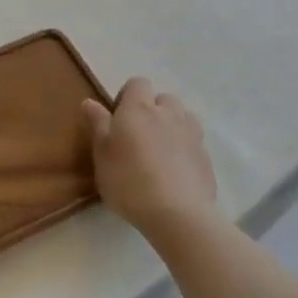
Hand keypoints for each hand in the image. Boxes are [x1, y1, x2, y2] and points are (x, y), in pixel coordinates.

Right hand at [83, 78, 218, 239]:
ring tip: (159, 150)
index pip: (137, 83)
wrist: (177, 213)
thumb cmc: (128, 179)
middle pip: (164, 98)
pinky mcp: (206, 158)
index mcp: (139, 108)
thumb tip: (91, 101)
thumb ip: (98, 124)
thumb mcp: (101, 153)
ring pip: (183, 117)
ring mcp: (192, 135)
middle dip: (153, 110)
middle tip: (138, 135)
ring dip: (172, 125)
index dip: (127, 96)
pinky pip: (194, 142)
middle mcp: (168, 114)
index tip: (117, 119)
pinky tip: (174, 171)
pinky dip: (184, 148)